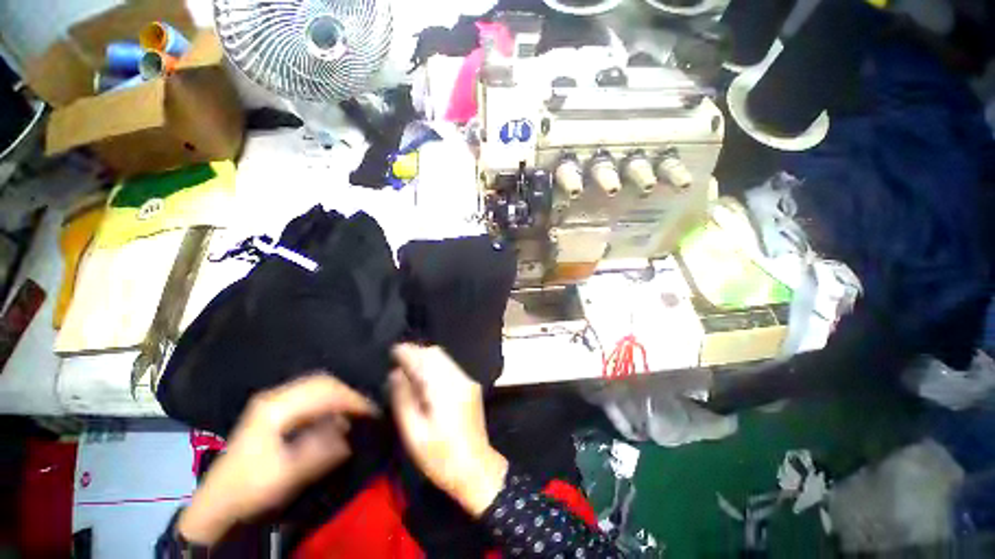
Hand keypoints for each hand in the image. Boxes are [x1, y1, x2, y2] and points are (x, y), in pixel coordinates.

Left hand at [178, 375, 377, 545]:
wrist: (218, 502)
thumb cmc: (250, 487)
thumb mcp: (286, 474)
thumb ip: (320, 451)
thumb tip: (350, 433)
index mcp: (274, 407)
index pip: (323, 390)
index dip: (350, 399)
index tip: (371, 412)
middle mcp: (275, 397)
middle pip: (321, 382)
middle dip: (347, 394)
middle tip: (365, 411)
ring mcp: (273, 402)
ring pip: (316, 387)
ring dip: (338, 398)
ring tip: (354, 413)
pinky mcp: (274, 411)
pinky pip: (309, 398)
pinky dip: (327, 404)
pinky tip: (335, 419)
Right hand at [389, 344, 507, 516]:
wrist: (476, 468)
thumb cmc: (440, 457)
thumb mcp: (414, 433)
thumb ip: (403, 399)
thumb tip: (396, 373)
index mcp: (444, 389)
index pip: (425, 359)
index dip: (408, 352)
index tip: (393, 351)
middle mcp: (459, 378)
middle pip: (437, 353)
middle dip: (417, 352)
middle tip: (398, 360)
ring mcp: (467, 381)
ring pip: (444, 358)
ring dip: (426, 358)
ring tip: (409, 367)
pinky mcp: (471, 386)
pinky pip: (450, 367)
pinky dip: (435, 366)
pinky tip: (425, 378)